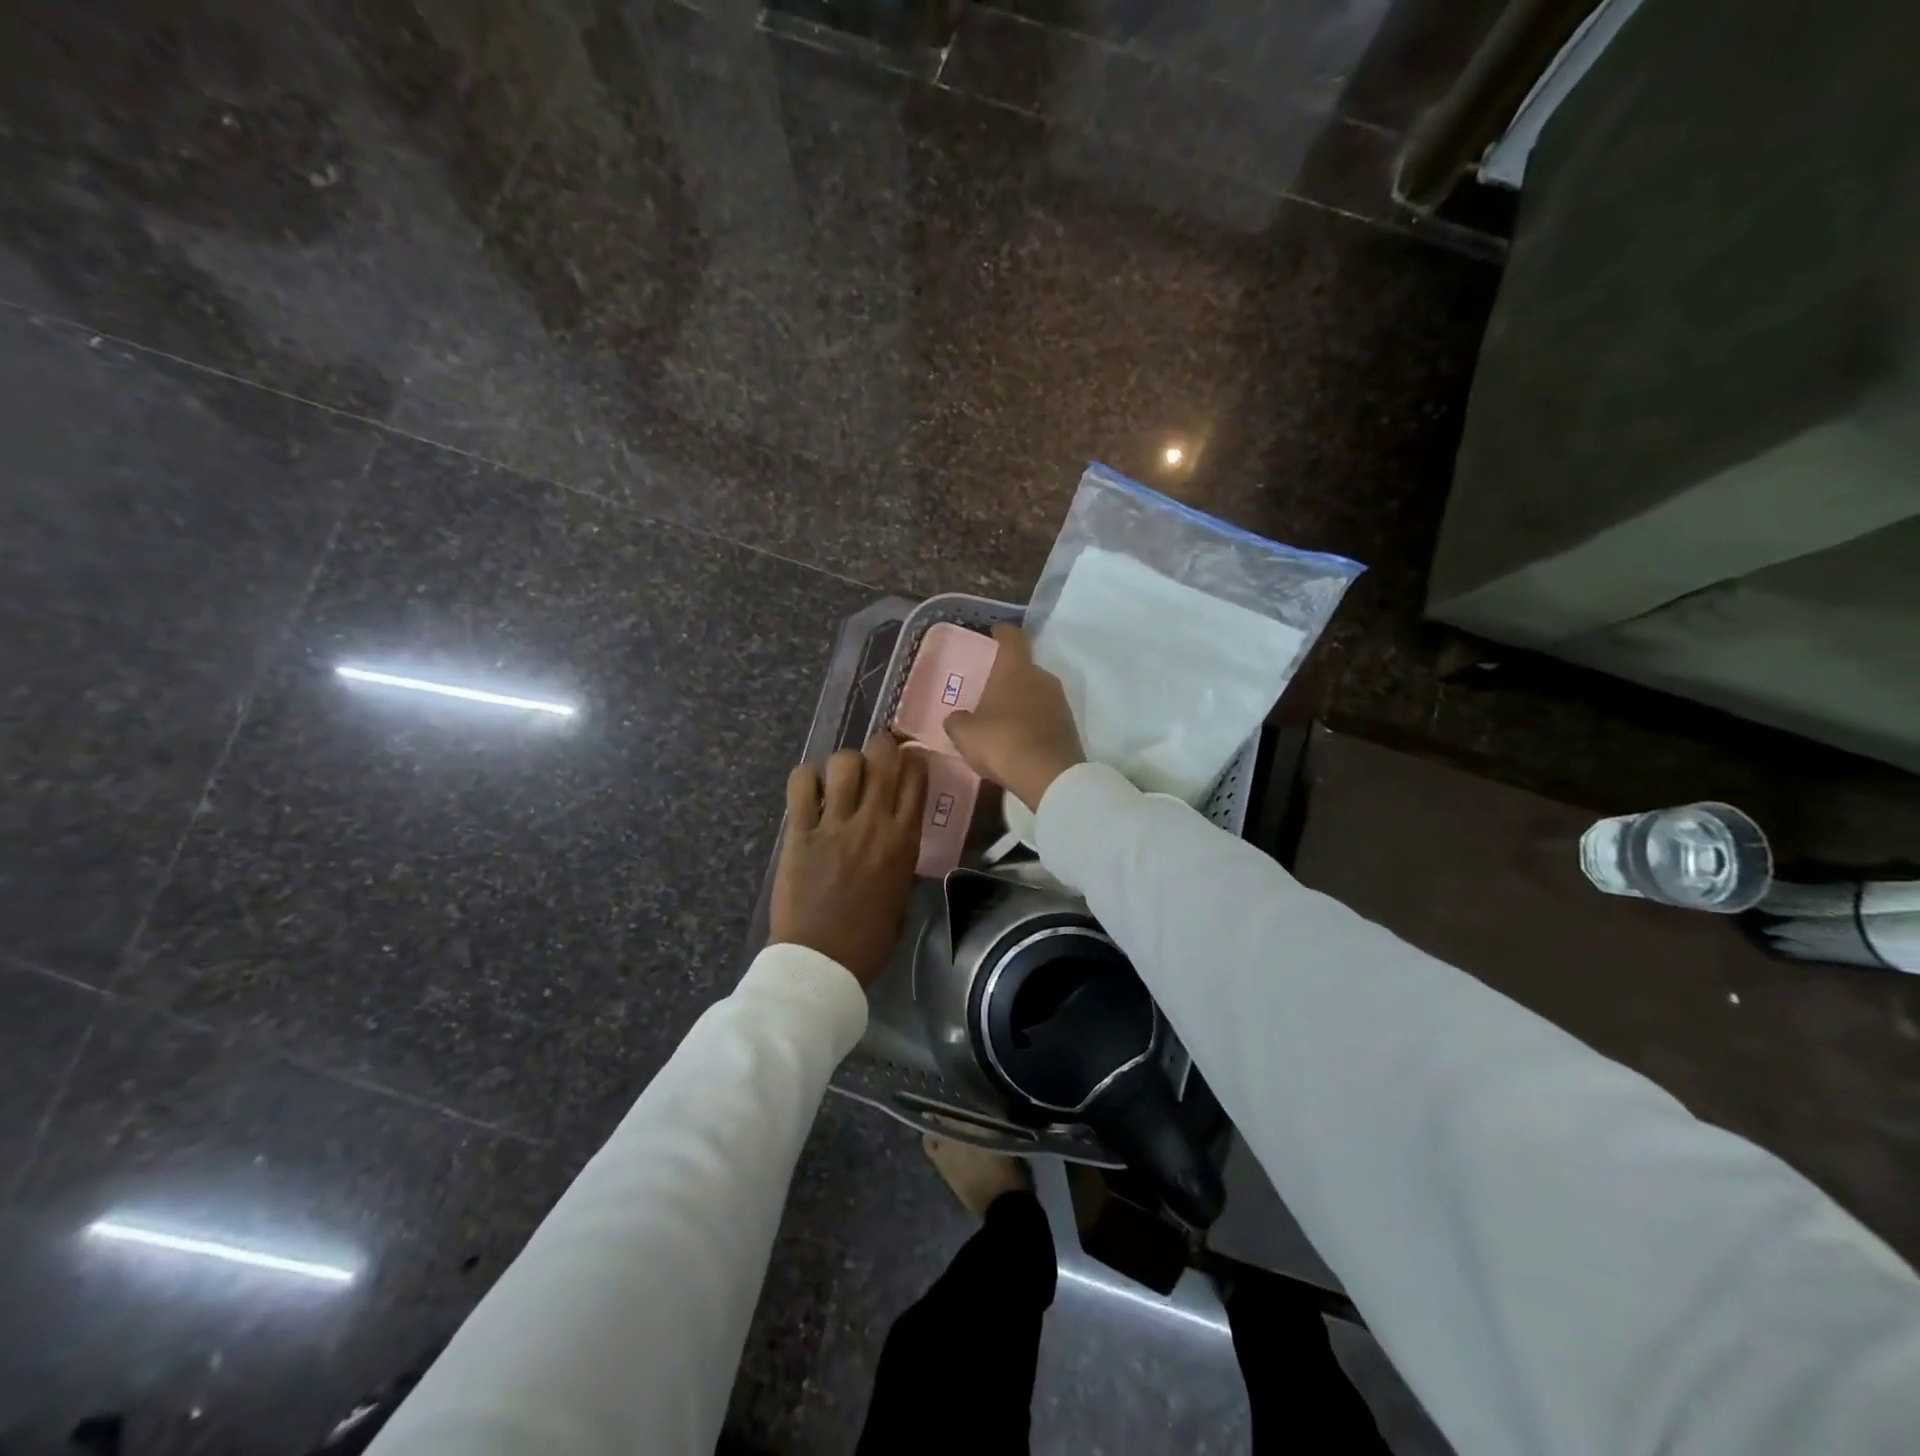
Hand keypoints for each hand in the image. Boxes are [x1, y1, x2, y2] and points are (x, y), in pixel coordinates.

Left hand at [770, 732, 928, 987]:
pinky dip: (806, 778)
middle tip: (876, 755)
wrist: (822, 961)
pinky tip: (810, 790)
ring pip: (843, 762)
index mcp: (904, 840)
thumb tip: (896, 834)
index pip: (916, 777)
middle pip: (882, 756)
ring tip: (840, 779)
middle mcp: (873, 822)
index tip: (907, 761)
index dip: (913, 759)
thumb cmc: (869, 938)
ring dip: (845, 763)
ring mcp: (835, 824)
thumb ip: (901, 856)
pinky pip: (801, 784)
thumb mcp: (902, 894)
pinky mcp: (800, 832)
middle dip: (882, 745)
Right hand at [945, 623, 1084, 811]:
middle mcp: (1042, 677)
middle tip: (990, 689)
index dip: (1002, 633)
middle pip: (1025, 668)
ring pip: (1036, 693)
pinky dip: (1033, 723)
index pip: (1012, 637)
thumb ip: (957, 720)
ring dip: (1022, 701)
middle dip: (1008, 676)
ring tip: (1003, 718)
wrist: (1049, 776)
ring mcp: (1060, 702)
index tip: (995, 632)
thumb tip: (957, 718)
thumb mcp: (965, 733)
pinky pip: (1046, 716)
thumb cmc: (1002, 742)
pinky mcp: (1069, 726)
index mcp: (1015, 668)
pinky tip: (1019, 740)